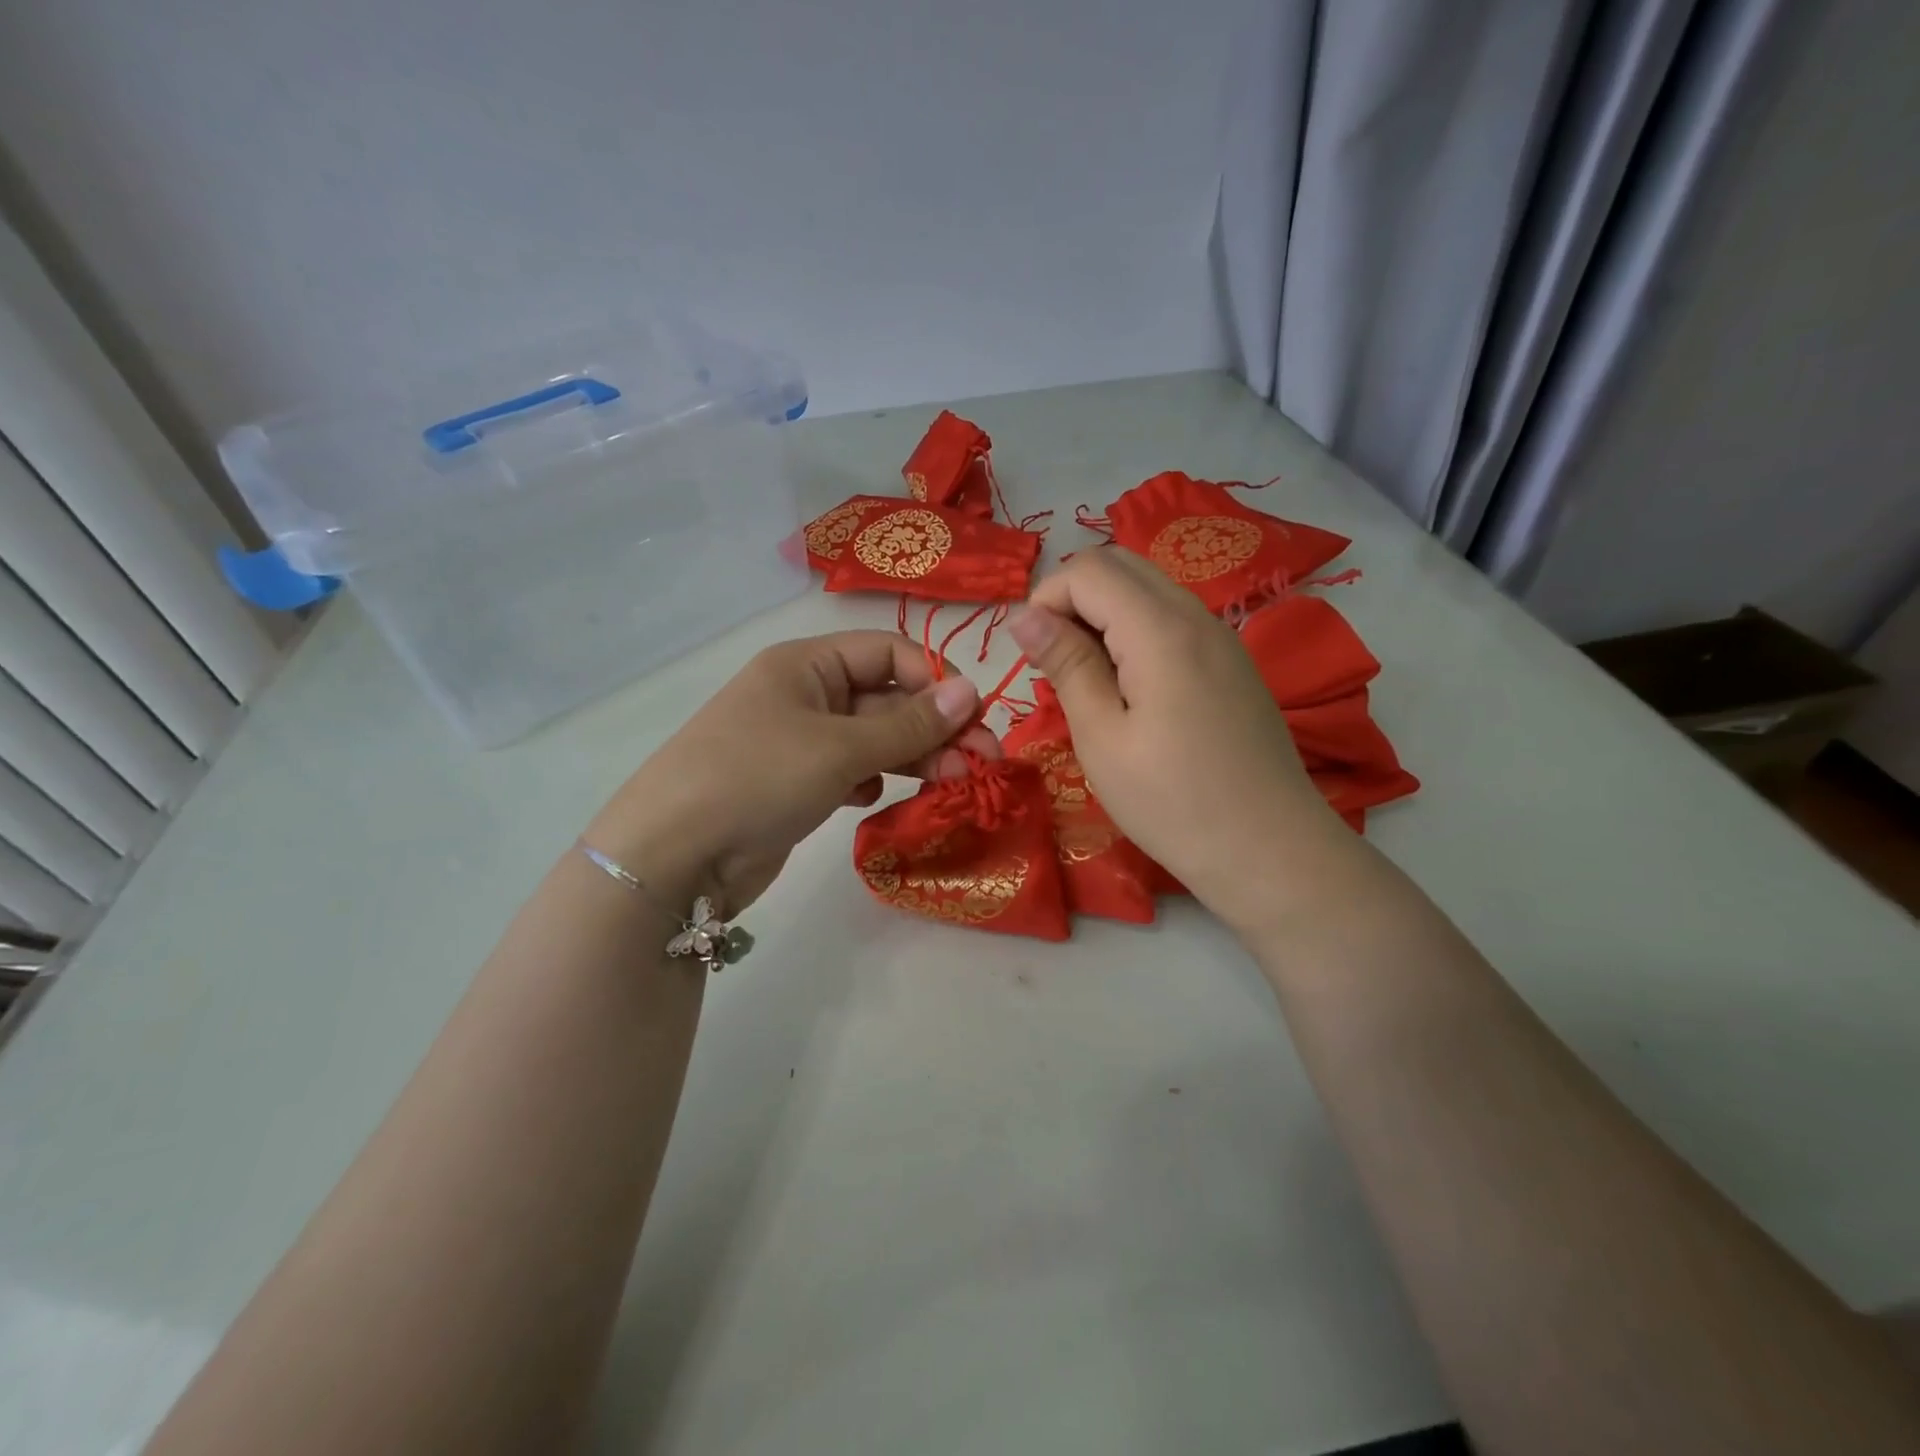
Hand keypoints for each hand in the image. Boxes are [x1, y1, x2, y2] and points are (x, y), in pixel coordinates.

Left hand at [586, 632, 1000, 913]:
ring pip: (874, 739)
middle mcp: (804, 695)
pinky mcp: (796, 784)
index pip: (888, 653)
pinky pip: (851, 770)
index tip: (970, 720)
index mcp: (807, 664)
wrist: (673, 856)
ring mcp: (799, 742)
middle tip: (984, 763)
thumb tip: (973, 691)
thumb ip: (909, 725)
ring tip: (953, 784)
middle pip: (887, 699)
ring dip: (914, 757)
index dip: (933, 680)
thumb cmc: (757, 778)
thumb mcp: (839, 748)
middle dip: (935, 728)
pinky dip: (873, 780)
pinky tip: (874, 800)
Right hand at [1009, 549, 1346, 935]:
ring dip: (1103, 614)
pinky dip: (1134, 631)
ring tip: (1085, 678)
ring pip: (1147, 588)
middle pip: (1119, 565)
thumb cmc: (1172, 802)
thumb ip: (1065, 664)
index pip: (1088, 570)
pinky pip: (1171, 617)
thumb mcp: (1101, 737)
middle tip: (1053, 661)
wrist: (1269, 850)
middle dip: (1072, 598)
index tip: (1031, 656)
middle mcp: (1196, 614)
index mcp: (1160, 629)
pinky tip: (1128, 687)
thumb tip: (1022, 615)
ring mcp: (1221, 636)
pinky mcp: (1231, 661)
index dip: (1045, 599)